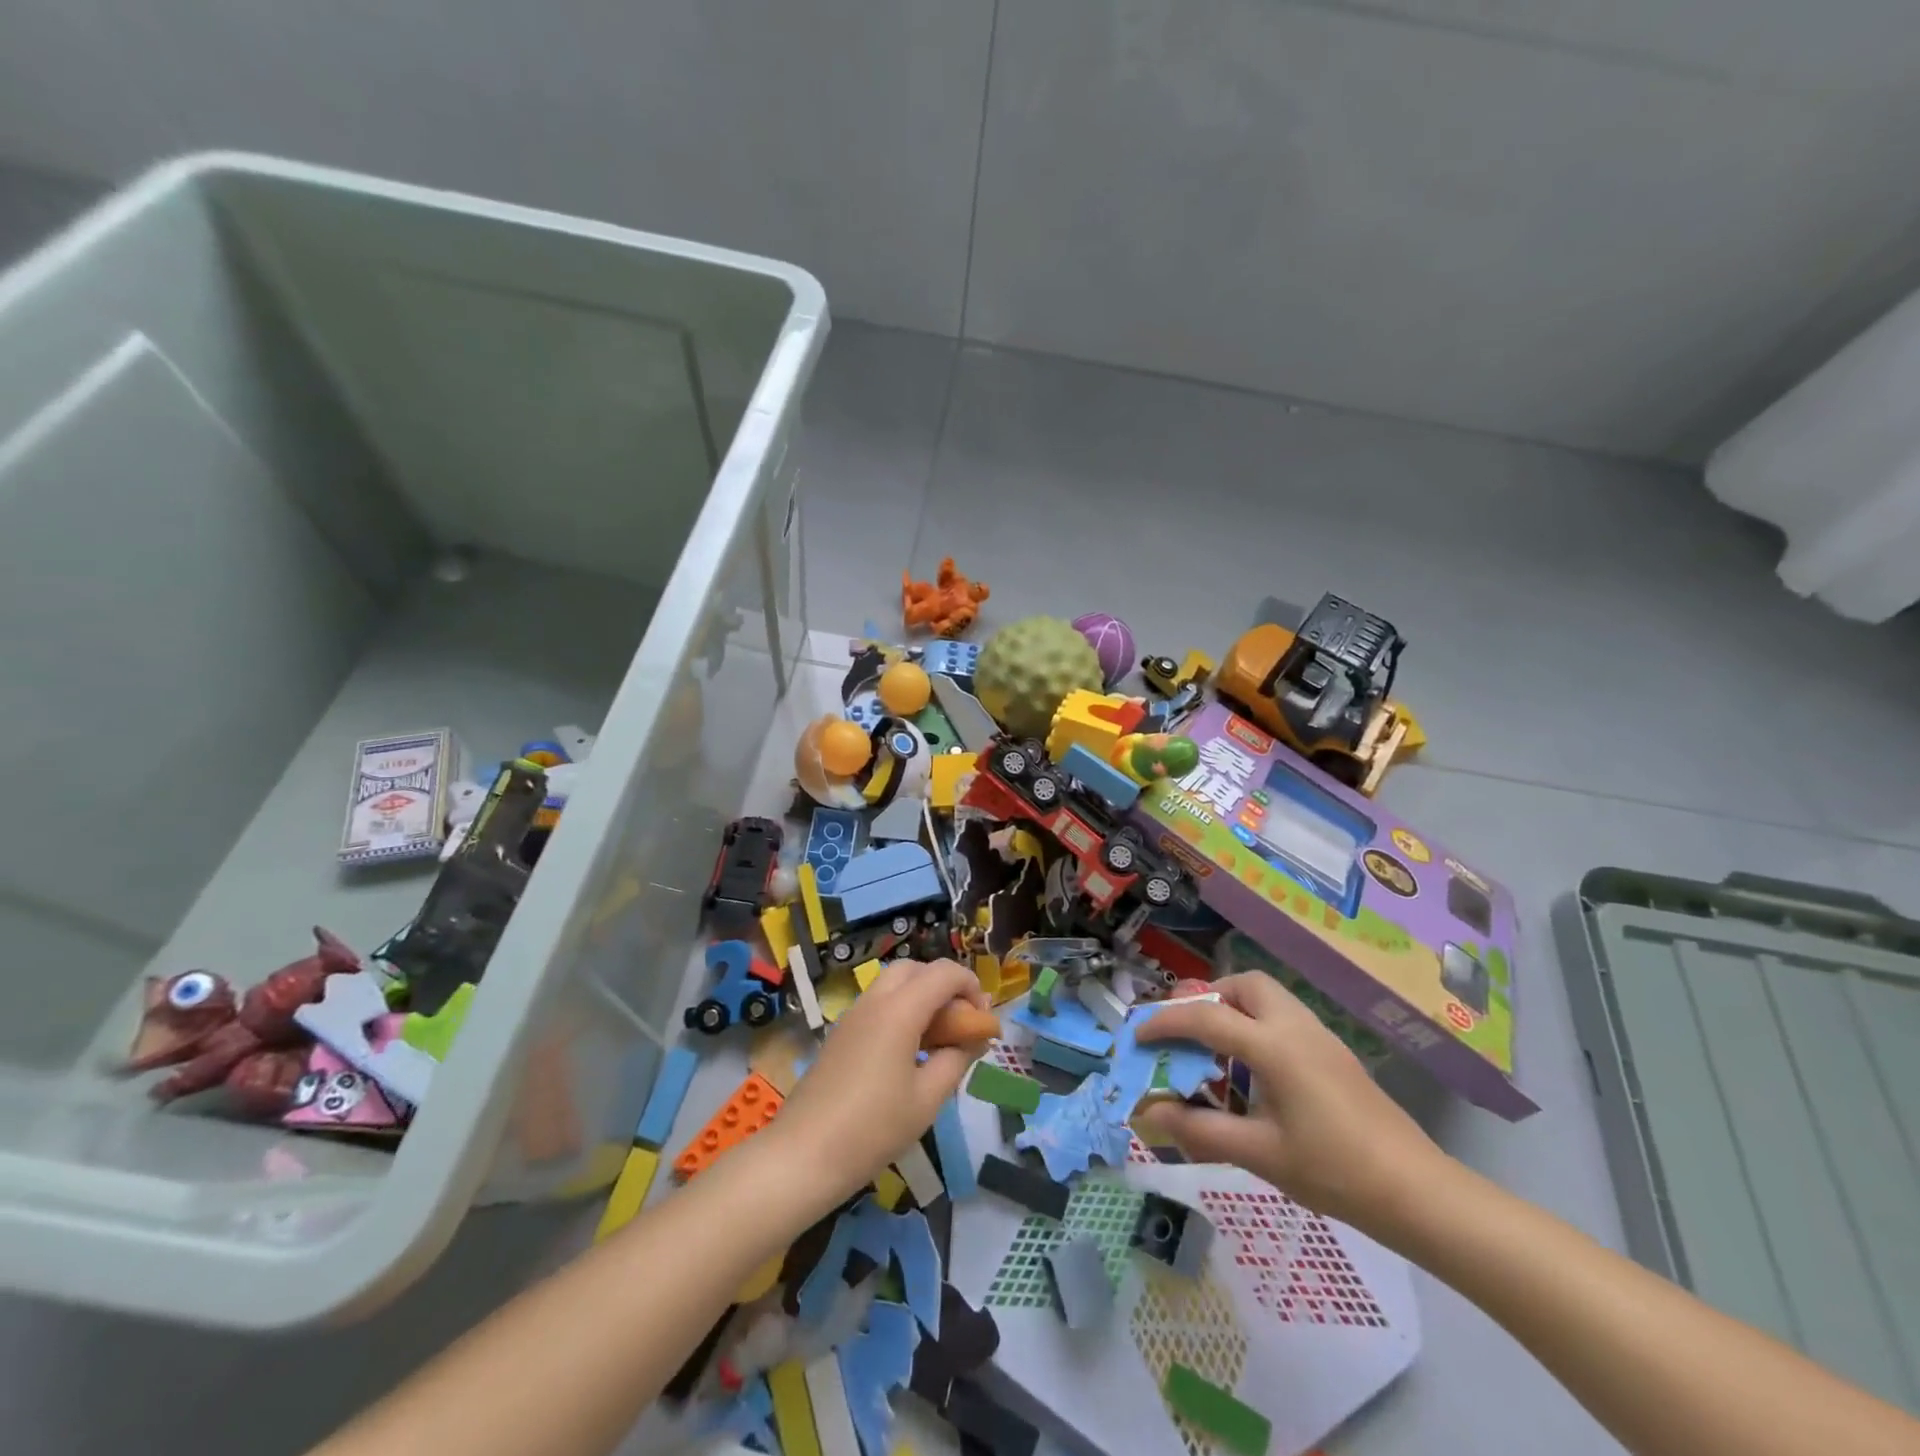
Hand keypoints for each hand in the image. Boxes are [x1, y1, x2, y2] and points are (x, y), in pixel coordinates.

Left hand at [771, 959, 990, 1203]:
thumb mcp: (927, 1098)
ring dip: (921, 997)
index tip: (984, 1020)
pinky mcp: (841, 1033)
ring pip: (894, 984)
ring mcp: (853, 1015)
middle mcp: (875, 1001)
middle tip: (961, 1023)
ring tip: (938, 1039)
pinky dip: (901, 1011)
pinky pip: (878, 1004)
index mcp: (900, 1010)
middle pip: (916, 969)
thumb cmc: (874, 1128)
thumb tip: (975, 1039)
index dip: (971, 986)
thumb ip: (956, 1060)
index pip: (944, 973)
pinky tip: (909, 1052)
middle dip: (944, 985)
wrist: (804, 1154)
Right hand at [1133, 972, 1445, 1232]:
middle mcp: (1295, 1026)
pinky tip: (1254, 1068)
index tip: (1138, 1037)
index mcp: (1273, 1045)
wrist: (1417, 1192)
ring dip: (1234, 1008)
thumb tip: (1151, 1113)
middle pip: (1244, 985)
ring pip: (1268, 996)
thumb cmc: (1334, 1171)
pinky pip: (1284, 1016)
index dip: (1165, 1023)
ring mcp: (1320, 1035)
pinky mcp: (1334, 1052)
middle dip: (1208, 998)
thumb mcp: (1260, 1153)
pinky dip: (1256, 1024)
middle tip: (1187, 1032)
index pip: (1206, 1017)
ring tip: (1215, 1048)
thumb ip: (1200, 1129)